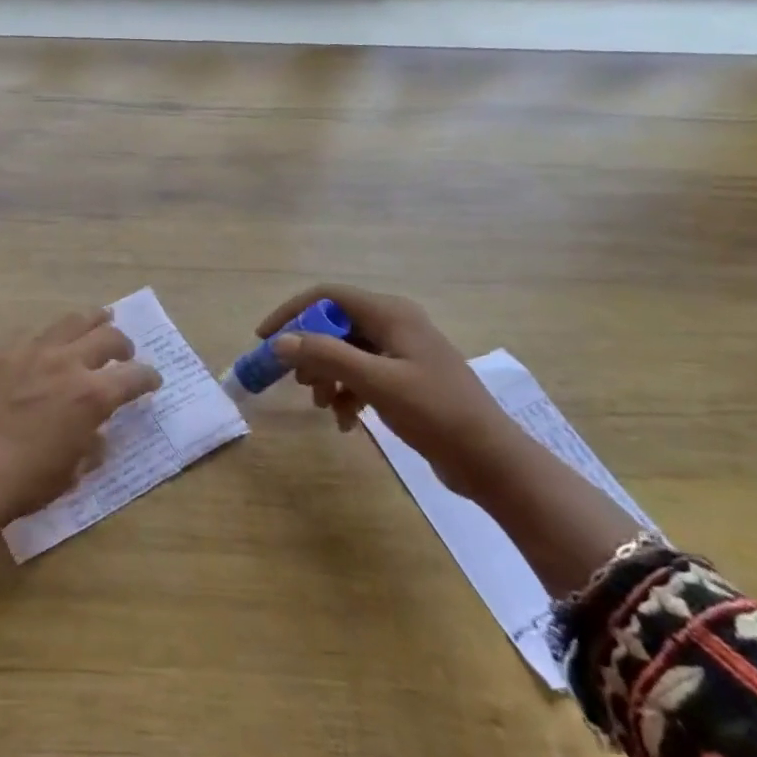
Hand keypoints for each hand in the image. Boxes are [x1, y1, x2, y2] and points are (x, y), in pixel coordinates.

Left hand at [0, 307, 160, 527]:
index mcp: (92, 396)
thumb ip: (93, 444)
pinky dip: (54, 336)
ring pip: (72, 322)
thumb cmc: (28, 482)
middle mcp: (67, 364)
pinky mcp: (5, 354)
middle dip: (123, 345)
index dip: (149, 377)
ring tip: (100, 320)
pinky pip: (37, 333)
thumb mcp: (74, 471)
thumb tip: (97, 431)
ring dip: (93, 321)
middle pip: (107, 337)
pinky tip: (53, 342)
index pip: (134, 376)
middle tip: (125, 354)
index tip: (153, 380)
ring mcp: (34, 353)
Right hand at [257, 285, 522, 500]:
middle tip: (296, 381)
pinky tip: (346, 421)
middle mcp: (395, 324)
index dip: (292, 313)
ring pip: (346, 351)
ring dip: (328, 376)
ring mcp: (402, 352)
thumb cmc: (435, 413)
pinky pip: (363, 374)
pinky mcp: (407, 378)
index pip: (327, 296)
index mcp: (391, 314)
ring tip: (324, 405)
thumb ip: (326, 355)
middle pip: (335, 324)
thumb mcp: (376, 381)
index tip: (265, 340)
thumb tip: (280, 341)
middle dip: (311, 352)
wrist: (491, 460)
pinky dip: (348, 393)